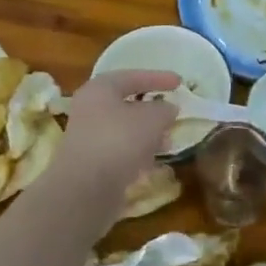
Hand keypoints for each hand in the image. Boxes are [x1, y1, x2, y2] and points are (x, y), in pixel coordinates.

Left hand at [56, 70, 179, 196]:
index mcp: (100, 89)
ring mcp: (88, 137)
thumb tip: (168, 109)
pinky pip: (120, 150)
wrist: (85, 189)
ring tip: (169, 140)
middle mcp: (89, 109)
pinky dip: (138, 152)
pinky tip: (153, 162)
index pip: (132, 77)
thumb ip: (164, 109)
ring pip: (124, 129)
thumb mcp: (152, 118)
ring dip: (147, 133)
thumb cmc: (120, 140)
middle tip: (173, 112)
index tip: (180, 82)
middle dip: (152, 109)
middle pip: (126, 103)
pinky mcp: (91, 163)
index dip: (158, 78)